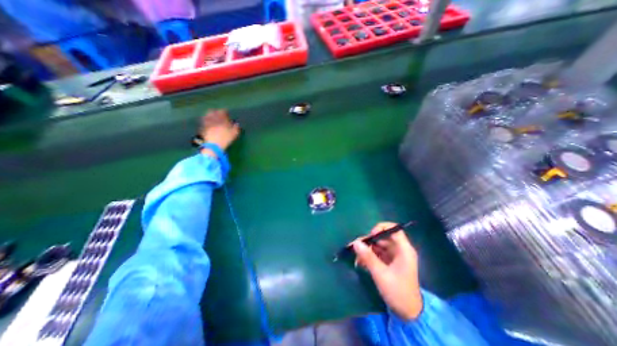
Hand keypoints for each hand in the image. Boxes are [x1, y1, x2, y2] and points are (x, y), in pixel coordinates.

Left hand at [200, 108, 242, 151]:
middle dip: (215, 112)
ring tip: (213, 117)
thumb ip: (236, 127)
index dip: (224, 112)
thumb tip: (237, 124)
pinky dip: (206, 121)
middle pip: (212, 112)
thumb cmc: (225, 139)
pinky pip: (204, 122)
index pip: (222, 112)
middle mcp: (213, 119)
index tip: (226, 113)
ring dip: (210, 115)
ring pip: (207, 116)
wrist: (214, 145)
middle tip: (218, 114)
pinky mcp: (203, 128)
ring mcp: (207, 123)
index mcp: (221, 119)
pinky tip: (208, 123)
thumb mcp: (234, 134)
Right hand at [352, 223, 424, 319]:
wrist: (408, 314)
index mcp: (404, 250)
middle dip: (369, 241)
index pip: (394, 229)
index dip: (381, 228)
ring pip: (378, 246)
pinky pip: (378, 254)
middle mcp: (400, 250)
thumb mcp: (381, 274)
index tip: (370, 235)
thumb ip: (368, 257)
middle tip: (356, 247)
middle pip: (383, 238)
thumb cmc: (398, 292)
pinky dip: (369, 257)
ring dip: (367, 250)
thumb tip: (355, 242)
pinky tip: (360, 263)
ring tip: (356, 257)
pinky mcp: (390, 263)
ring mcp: (395, 257)